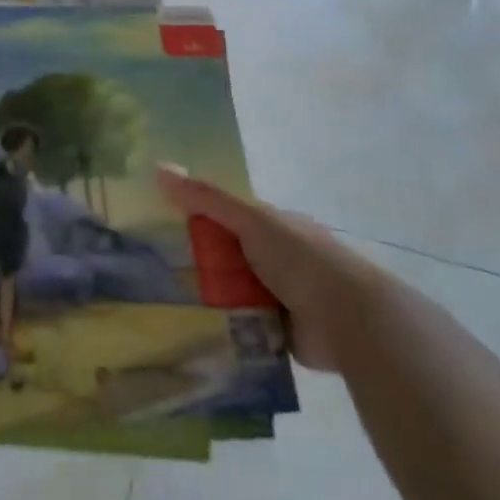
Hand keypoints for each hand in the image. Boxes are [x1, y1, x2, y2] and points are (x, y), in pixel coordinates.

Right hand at [155, 165, 371, 373]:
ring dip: (207, 298)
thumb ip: (206, 197)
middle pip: (224, 256)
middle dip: (195, 262)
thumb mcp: (250, 220)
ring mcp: (277, 296)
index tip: (158, 224)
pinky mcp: (277, 333)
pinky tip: (189, 333)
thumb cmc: (299, 258)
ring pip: (230, 293)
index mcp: (271, 226)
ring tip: (160, 304)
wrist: (348, 320)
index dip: (194, 217)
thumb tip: (158, 167)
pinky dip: (222, 329)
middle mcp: (274, 258)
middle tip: (151, 269)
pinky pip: (240, 328)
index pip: (225, 216)